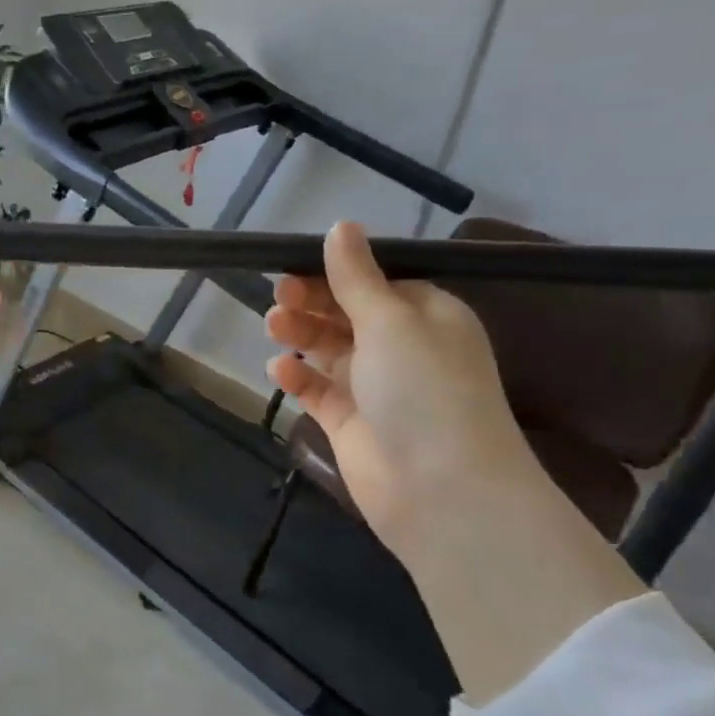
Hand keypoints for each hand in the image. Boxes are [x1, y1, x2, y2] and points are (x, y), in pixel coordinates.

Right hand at [266, 221, 643, 702]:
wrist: (441, 489)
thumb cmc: (424, 389)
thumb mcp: (392, 320)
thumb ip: (357, 276)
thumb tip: (341, 226)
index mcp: (426, 316)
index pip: (375, 282)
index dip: (335, 272)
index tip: (294, 265)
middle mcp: (402, 348)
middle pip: (346, 313)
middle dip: (312, 302)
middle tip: (279, 298)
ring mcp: (375, 388)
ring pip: (328, 350)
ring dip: (301, 335)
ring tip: (273, 327)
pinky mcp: (350, 422)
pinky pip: (318, 390)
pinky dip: (298, 378)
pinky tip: (279, 370)